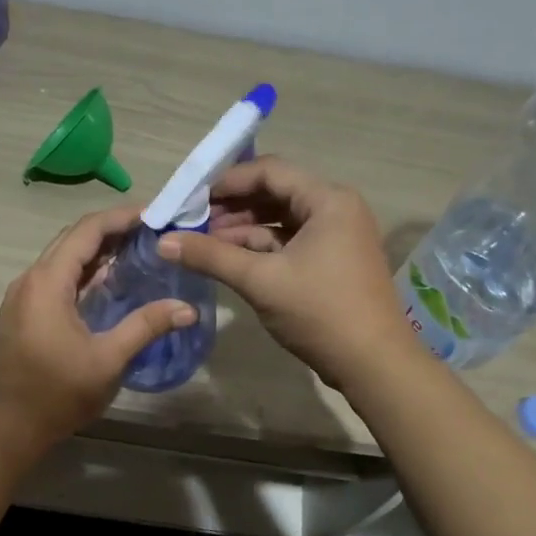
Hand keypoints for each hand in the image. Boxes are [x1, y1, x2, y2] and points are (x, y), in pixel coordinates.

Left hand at [0, 205, 196, 453]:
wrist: (10, 426)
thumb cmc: (57, 393)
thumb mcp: (107, 359)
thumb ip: (146, 326)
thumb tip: (188, 309)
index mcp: (47, 282)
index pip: (86, 231)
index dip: (120, 217)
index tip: (154, 215)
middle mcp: (30, 279)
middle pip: (73, 239)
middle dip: (112, 230)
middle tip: (152, 232)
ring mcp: (23, 296)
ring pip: (63, 259)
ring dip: (97, 252)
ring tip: (138, 251)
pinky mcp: (24, 312)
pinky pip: (56, 278)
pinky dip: (84, 272)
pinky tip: (110, 283)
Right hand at [157, 156, 413, 390]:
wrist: (373, 363)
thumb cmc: (320, 312)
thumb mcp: (260, 280)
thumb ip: (211, 256)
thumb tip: (163, 243)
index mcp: (328, 200)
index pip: (270, 172)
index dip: (227, 181)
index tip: (190, 198)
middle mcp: (336, 209)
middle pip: (276, 193)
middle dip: (233, 207)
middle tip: (192, 222)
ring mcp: (337, 237)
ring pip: (282, 220)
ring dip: (244, 229)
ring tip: (204, 243)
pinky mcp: (333, 262)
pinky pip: (291, 243)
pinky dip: (262, 248)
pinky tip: (231, 260)